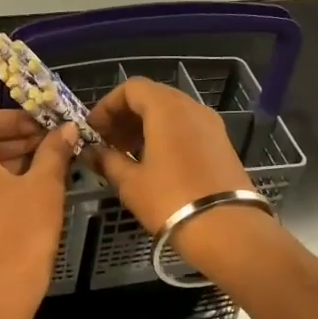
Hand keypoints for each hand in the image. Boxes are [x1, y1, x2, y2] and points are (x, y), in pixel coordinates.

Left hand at [0, 109, 76, 318]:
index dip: (12, 117)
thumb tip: (67, 129)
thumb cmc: (19, 234)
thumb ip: (54, 152)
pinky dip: (2, 185)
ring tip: (50, 169)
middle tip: (53, 145)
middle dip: (17, 140)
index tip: (43, 126)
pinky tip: (34, 197)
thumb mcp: (44, 187)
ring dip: (12, 163)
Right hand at [86, 77, 255, 231]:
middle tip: (107, 144)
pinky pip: (187, 129)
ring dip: (145, 127)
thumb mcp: (131, 183)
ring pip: (171, 114)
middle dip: (125, 117)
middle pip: (152, 97)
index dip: (107, 106)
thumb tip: (90, 152)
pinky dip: (166, 137)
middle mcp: (192, 108)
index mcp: (167, 108)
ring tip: (127, 156)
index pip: (131, 88)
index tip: (93, 131)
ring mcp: (211, 125)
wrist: (227, 230)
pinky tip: (154, 165)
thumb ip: (107, 161)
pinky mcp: (222, 145)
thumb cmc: (171, 201)